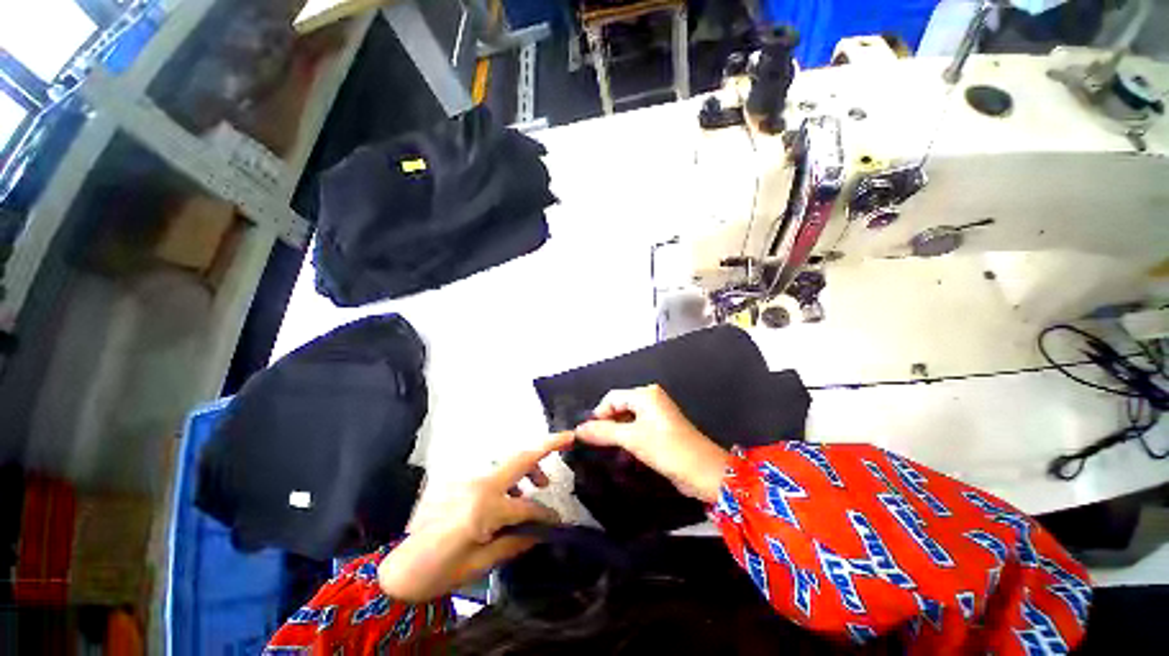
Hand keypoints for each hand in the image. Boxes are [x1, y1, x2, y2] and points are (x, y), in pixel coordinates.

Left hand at [378, 432, 572, 602]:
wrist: (397, 570)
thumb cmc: (439, 572)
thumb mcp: (480, 565)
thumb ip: (515, 541)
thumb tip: (542, 531)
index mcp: (484, 507)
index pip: (527, 506)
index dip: (546, 514)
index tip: (558, 521)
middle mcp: (478, 484)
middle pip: (520, 458)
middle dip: (547, 445)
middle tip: (569, 439)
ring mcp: (468, 478)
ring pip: (508, 462)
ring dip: (529, 465)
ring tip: (541, 483)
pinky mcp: (460, 481)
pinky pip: (493, 472)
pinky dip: (509, 477)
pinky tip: (512, 494)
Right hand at [574, 385, 730, 503]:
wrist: (704, 471)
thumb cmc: (666, 449)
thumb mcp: (632, 439)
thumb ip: (603, 432)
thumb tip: (578, 430)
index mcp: (645, 394)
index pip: (612, 398)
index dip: (598, 415)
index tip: (588, 435)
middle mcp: (651, 399)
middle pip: (620, 407)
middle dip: (607, 425)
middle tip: (596, 445)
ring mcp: (657, 414)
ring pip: (628, 420)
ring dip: (617, 435)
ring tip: (608, 452)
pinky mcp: (662, 428)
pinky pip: (638, 429)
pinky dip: (629, 439)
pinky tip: (624, 455)